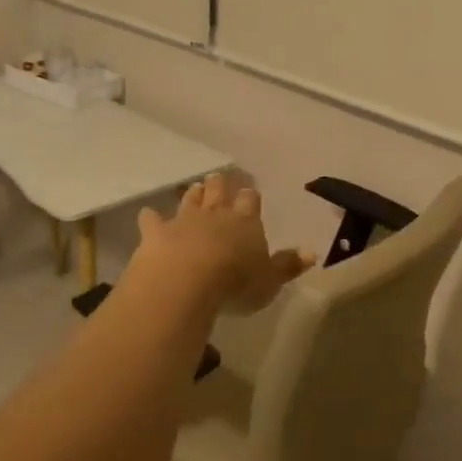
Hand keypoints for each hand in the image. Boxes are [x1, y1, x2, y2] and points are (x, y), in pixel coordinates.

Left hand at [135, 173, 315, 313]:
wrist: (186, 282)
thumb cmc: (235, 282)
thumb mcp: (270, 280)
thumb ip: (288, 265)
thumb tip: (313, 253)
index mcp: (245, 221)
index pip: (250, 201)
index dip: (249, 197)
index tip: (249, 193)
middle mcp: (215, 214)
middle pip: (219, 192)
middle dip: (220, 185)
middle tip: (217, 178)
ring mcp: (183, 221)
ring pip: (189, 201)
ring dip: (193, 195)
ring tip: (195, 188)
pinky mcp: (155, 234)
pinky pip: (152, 220)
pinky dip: (150, 218)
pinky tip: (148, 215)